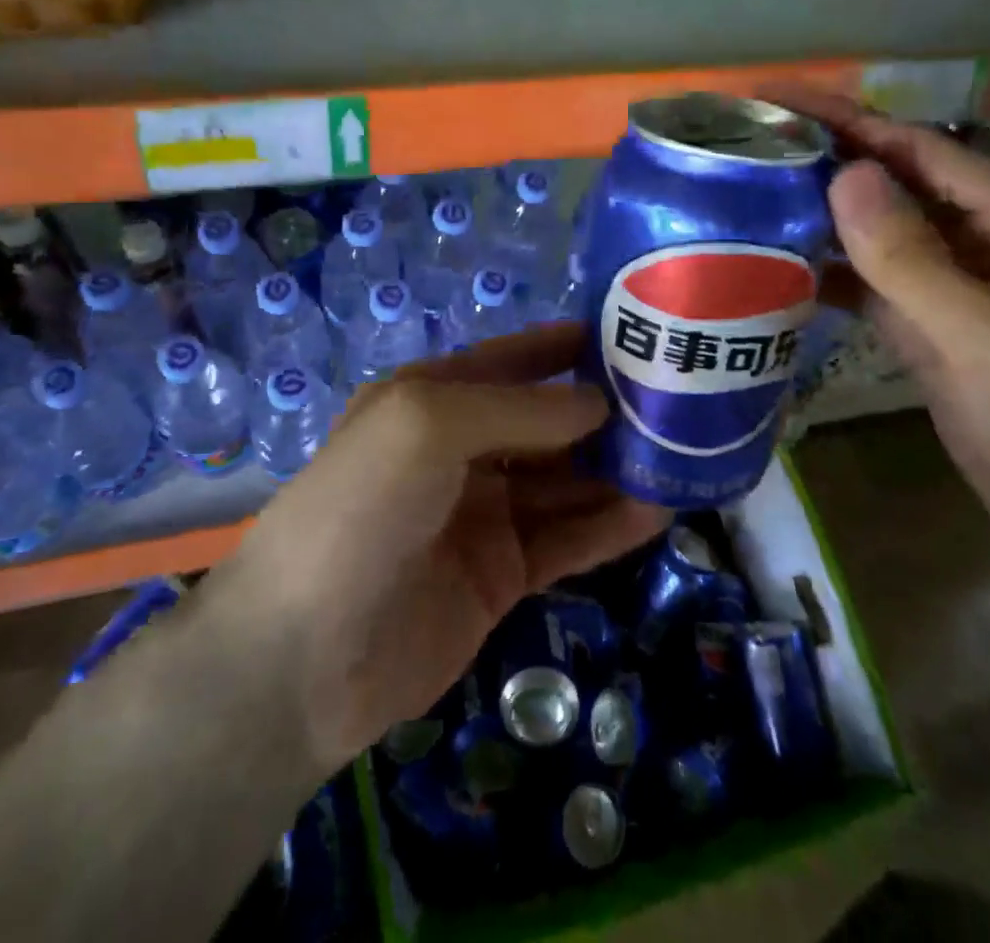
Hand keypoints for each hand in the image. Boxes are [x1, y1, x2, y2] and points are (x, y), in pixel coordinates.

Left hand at [224, 325, 666, 768]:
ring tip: (685, 455)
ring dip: (616, 470)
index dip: (564, 347)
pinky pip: (565, 539)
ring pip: (563, 481)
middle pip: (545, 422)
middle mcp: (459, 450)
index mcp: (431, 398)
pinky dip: (609, 526)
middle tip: (677, 402)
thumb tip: (597, 402)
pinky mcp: (500, 575)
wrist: (305, 654)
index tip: (628, 335)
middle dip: (603, 412)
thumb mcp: (430, 423)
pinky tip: (659, 512)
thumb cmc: (363, 505)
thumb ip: (519, 408)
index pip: (510, 360)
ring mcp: (481, 514)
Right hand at [779, 93, 989, 567]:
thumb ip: (910, 257)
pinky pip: (873, 279)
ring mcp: (960, 281)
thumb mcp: (986, 336)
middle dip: (826, 161)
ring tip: (747, 194)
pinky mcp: (934, 320)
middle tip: (747, 144)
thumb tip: (844, 173)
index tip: (778, 98)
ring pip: (880, 231)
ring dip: (821, 214)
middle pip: (896, 183)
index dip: (850, 121)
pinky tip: (777, 262)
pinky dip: (830, 269)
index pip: (923, 150)